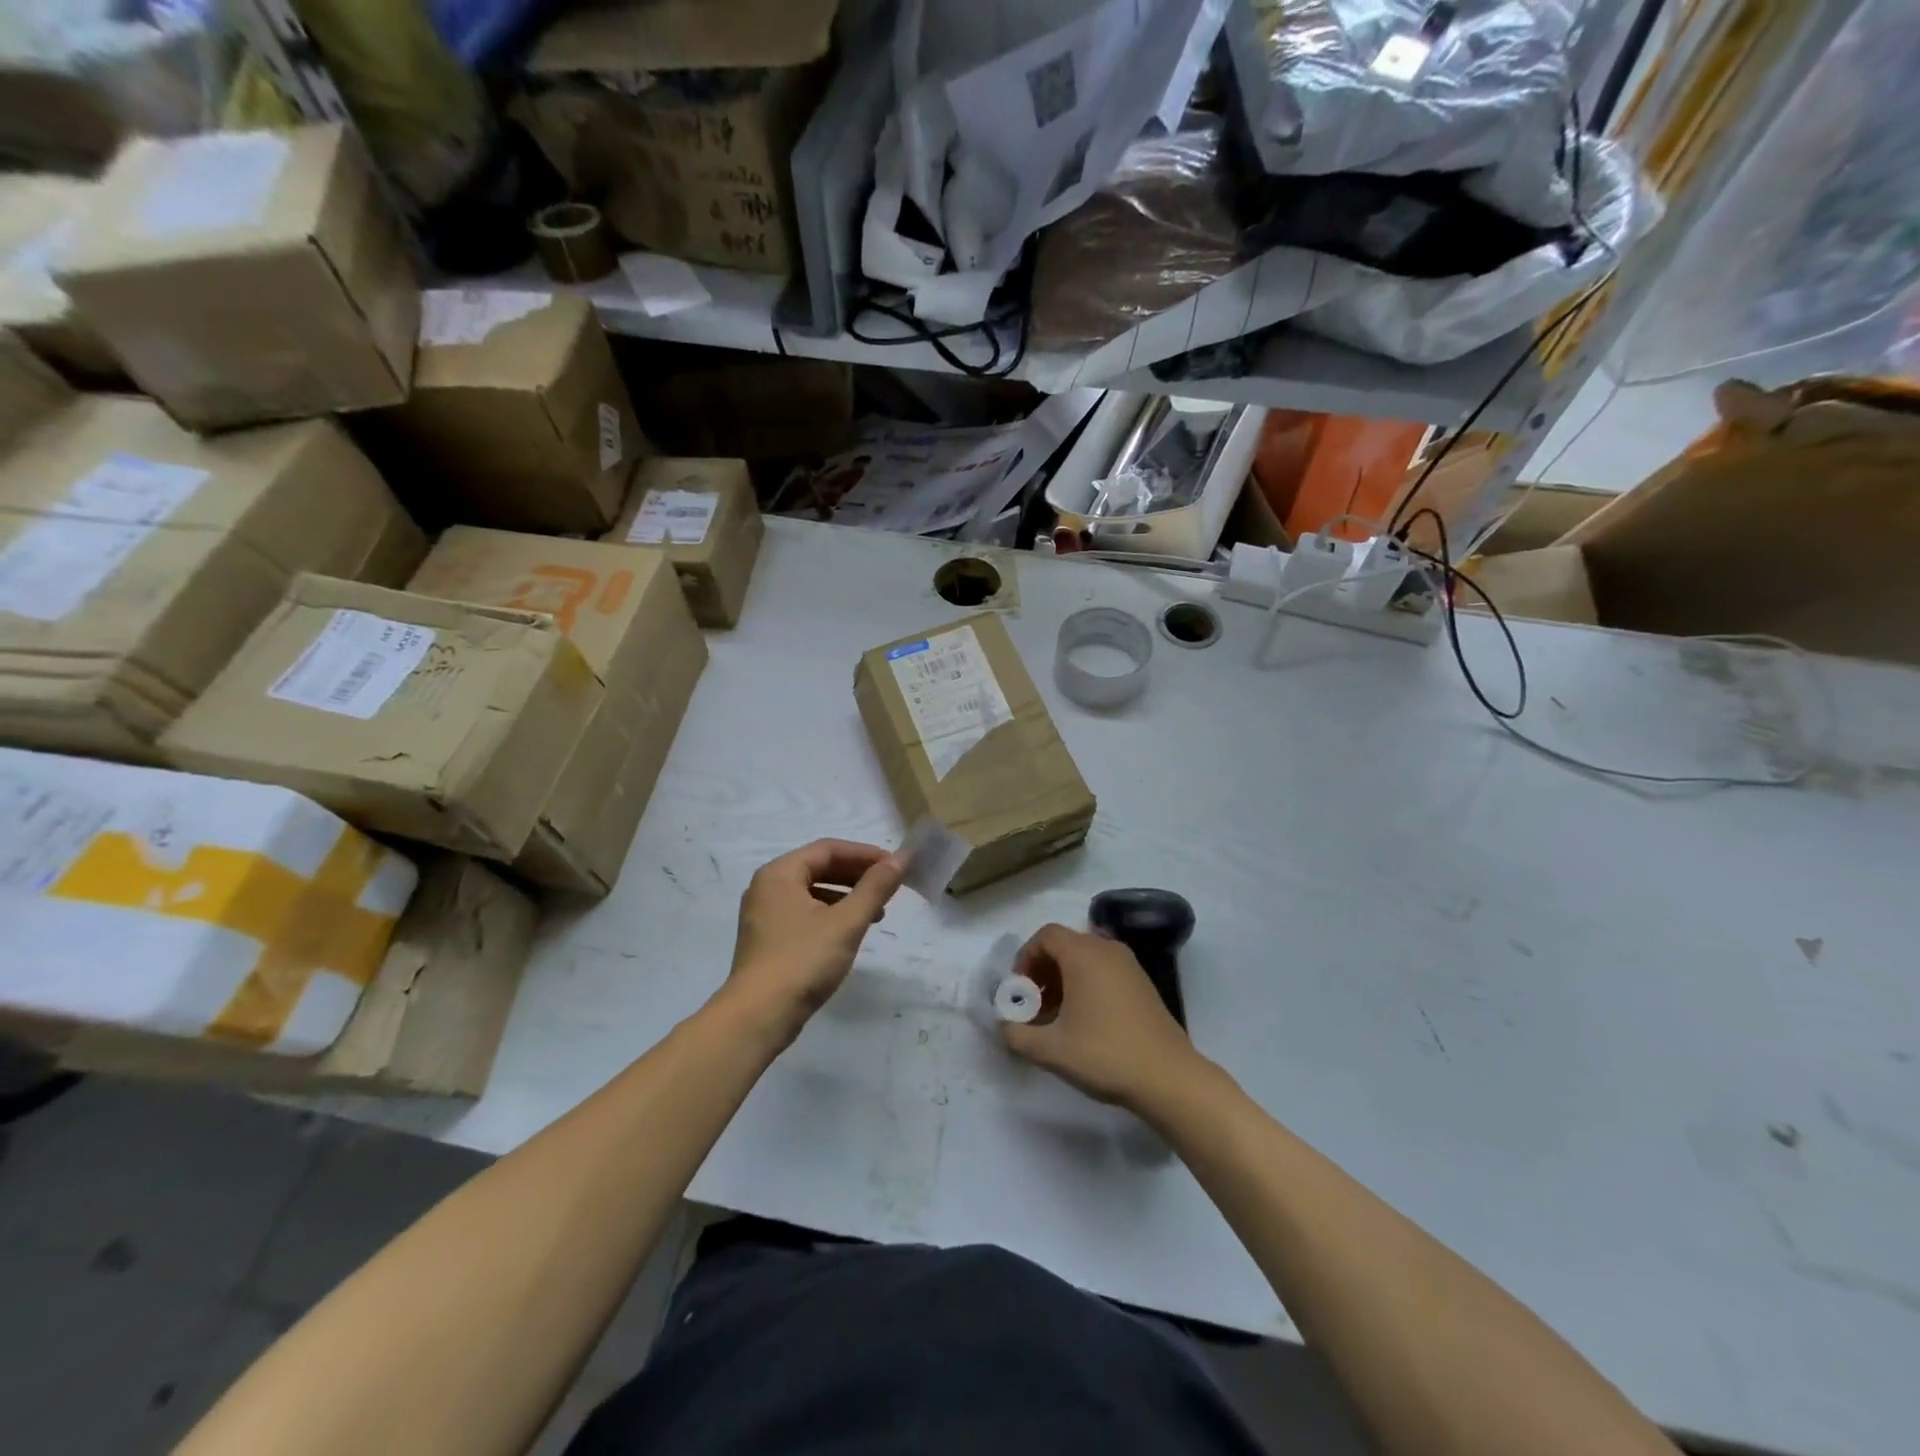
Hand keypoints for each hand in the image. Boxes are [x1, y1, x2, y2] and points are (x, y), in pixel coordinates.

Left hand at [718, 839, 905, 1047]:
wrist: (758, 1017)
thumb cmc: (803, 960)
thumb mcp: (846, 922)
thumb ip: (875, 887)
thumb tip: (902, 858)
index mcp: (780, 873)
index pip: (828, 849)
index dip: (865, 854)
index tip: (895, 866)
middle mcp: (767, 887)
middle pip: (819, 868)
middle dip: (857, 875)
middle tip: (889, 887)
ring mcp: (764, 915)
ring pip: (813, 892)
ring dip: (847, 896)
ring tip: (877, 912)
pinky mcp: (768, 940)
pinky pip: (805, 913)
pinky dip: (831, 915)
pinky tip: (850, 933)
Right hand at [1001, 923, 1204, 1111]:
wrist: (1168, 1078)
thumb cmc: (1105, 1054)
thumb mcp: (1051, 1050)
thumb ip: (1017, 1035)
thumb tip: (1004, 1026)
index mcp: (1084, 954)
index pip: (1045, 936)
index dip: (1025, 958)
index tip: (1019, 991)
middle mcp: (1107, 949)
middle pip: (1065, 944)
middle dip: (1042, 971)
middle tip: (1033, 1005)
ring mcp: (1129, 965)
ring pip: (1085, 958)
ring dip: (1063, 979)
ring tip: (1055, 1017)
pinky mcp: (1142, 983)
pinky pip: (1104, 970)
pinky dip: (1086, 984)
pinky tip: (1083, 1021)